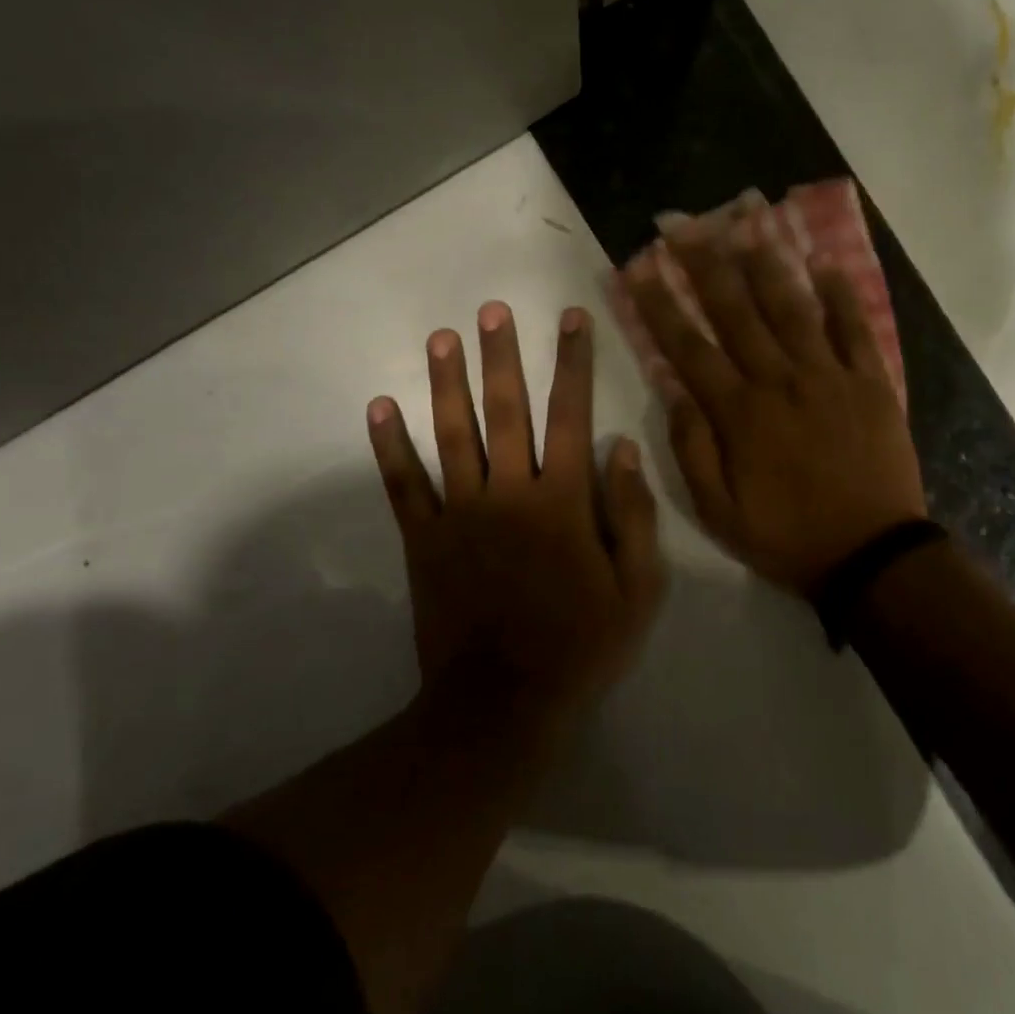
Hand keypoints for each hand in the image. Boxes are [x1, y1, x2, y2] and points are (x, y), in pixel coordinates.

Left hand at [366, 302, 663, 737]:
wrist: (504, 703)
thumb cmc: (580, 644)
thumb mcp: (636, 589)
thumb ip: (634, 516)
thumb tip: (625, 450)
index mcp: (562, 500)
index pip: (571, 415)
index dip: (573, 363)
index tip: (572, 318)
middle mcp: (509, 492)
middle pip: (506, 410)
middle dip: (502, 356)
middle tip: (493, 310)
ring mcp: (460, 513)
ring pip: (452, 434)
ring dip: (446, 382)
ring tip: (442, 337)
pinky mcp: (424, 539)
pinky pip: (403, 485)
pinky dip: (390, 446)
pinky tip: (378, 408)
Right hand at [622, 214, 925, 593]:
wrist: (871, 555)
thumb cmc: (787, 536)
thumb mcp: (718, 511)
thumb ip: (691, 448)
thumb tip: (672, 388)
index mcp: (739, 413)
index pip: (688, 346)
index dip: (659, 303)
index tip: (638, 266)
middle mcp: (780, 381)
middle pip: (736, 311)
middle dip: (704, 264)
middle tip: (683, 224)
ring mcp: (829, 376)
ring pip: (792, 307)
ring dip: (766, 263)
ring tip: (746, 220)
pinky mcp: (871, 382)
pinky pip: (855, 328)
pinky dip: (841, 293)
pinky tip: (824, 260)